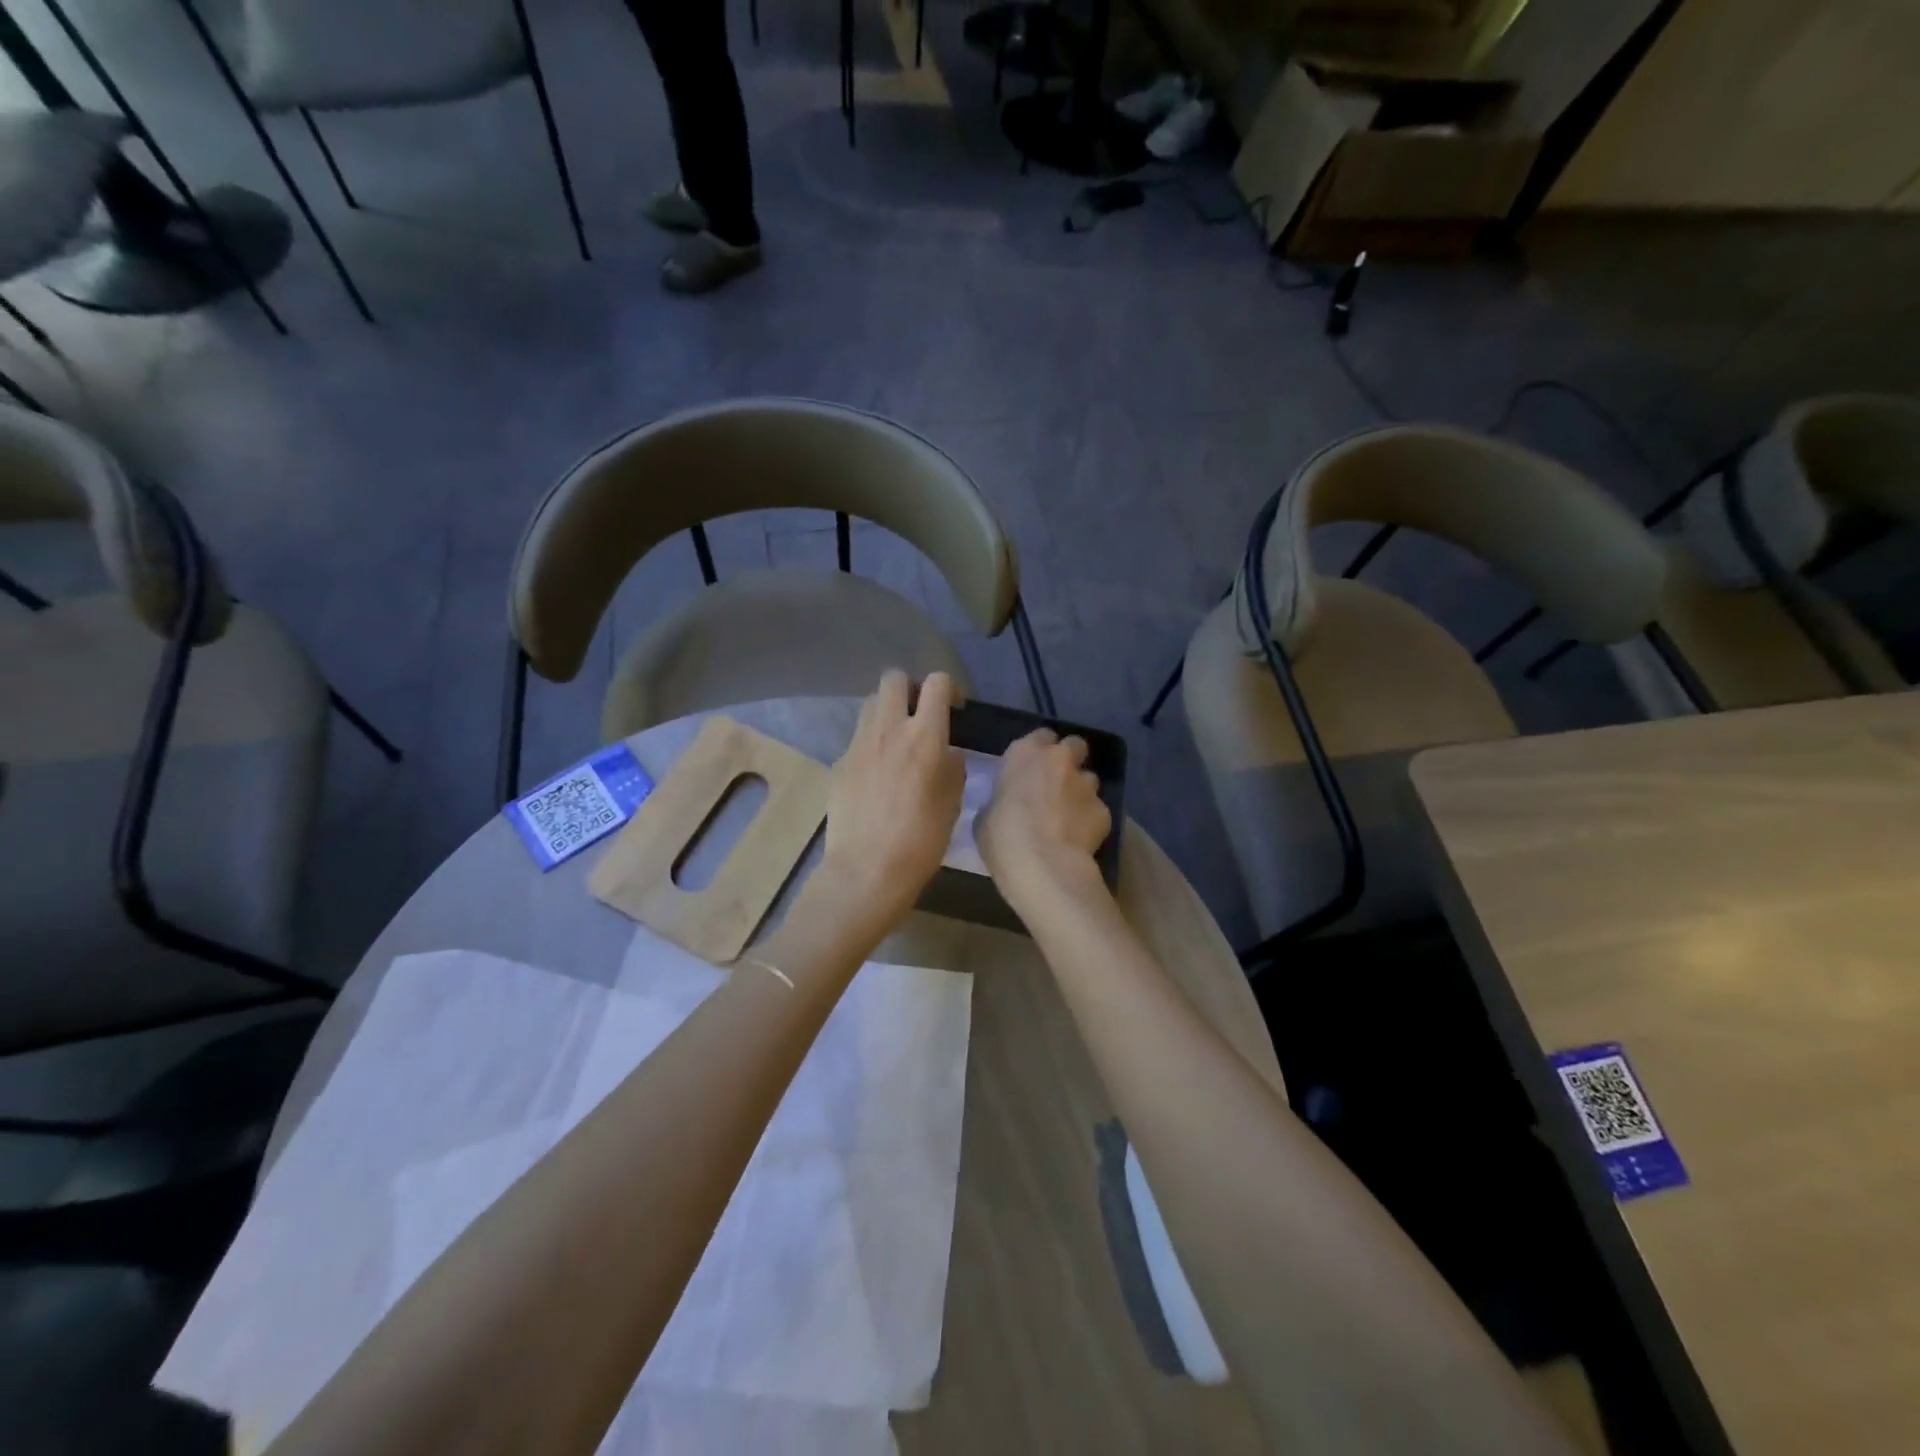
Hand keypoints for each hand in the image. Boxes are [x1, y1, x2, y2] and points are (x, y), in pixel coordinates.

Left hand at [818, 670, 964, 925]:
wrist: (866, 870)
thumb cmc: (921, 841)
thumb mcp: (953, 803)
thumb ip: (952, 767)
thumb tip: (947, 754)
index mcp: (924, 736)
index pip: (937, 682)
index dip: (949, 688)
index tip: (954, 710)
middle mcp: (889, 729)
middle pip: (893, 678)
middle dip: (910, 688)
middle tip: (920, 715)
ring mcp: (858, 744)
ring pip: (871, 704)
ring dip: (887, 712)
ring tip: (897, 742)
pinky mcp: (839, 763)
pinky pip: (858, 738)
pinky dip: (871, 744)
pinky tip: (877, 775)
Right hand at [975, 729, 1110, 908]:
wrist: (1043, 866)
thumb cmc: (1002, 837)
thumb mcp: (986, 816)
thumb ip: (1001, 800)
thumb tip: (1007, 806)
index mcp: (1025, 753)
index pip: (1041, 736)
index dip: (1039, 751)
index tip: (1032, 768)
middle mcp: (1060, 760)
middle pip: (1074, 745)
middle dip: (1069, 760)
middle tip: (1056, 783)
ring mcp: (1086, 784)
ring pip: (1089, 778)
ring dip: (1080, 791)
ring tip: (1069, 816)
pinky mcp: (1105, 810)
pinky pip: (1097, 810)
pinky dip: (1090, 820)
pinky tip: (1079, 839)